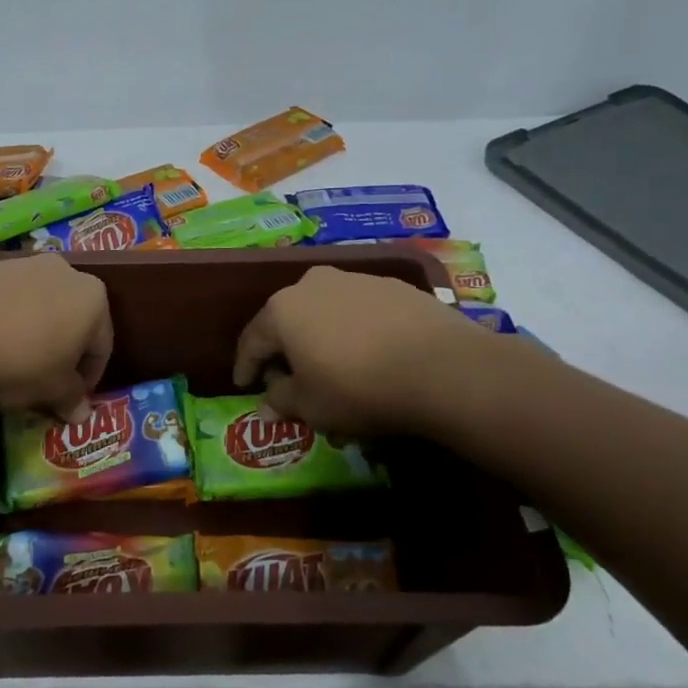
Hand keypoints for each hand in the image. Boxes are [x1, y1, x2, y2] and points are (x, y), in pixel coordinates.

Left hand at [0, 254, 111, 420]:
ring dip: (35, 335)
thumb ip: (72, 398)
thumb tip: (82, 414)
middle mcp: (65, 271)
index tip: (73, 399)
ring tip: (13, 365)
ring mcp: (24, 264)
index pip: (102, 345)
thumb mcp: (52, 390)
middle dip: (63, 352)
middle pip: (73, 320)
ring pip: (40, 307)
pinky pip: (8, 300)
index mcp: (94, 298)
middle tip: (45, 383)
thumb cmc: (19, 361)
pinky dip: (6, 321)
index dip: (89, 378)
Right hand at [232, 266, 494, 435]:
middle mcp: (314, 284)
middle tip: (288, 378)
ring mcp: (356, 280)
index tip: (244, 385)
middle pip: (287, 319)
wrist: (443, 368)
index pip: (252, 340)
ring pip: (324, 311)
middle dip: (284, 349)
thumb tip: (265, 405)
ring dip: (320, 336)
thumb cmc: (359, 388)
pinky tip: (368, 354)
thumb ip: (280, 401)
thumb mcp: (310, 406)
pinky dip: (354, 330)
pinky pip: (359, 311)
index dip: (245, 367)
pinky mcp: (394, 286)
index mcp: (283, 309)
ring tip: (332, 365)